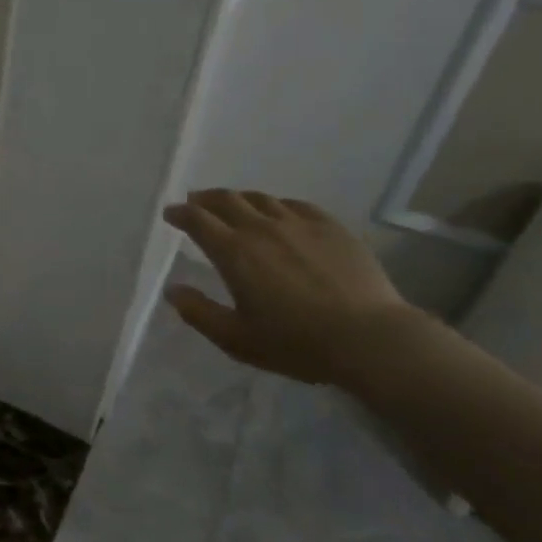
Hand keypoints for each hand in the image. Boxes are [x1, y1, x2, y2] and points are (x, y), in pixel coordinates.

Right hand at [162, 189, 417, 383]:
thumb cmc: (297, 343)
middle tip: (195, 202)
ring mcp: (298, 224)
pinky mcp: (330, 227)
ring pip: (260, 198)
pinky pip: (295, 205)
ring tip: (233, 205)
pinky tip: (279, 212)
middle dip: (204, 199)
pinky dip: (276, 205)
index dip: (180, 213)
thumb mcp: (237, 339)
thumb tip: (172, 290)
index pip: (197, 220)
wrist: (370, 339)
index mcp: (233, 252)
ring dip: (239, 199)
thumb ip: (199, 313)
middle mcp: (261, 228)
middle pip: (226, 200)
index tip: (171, 214)